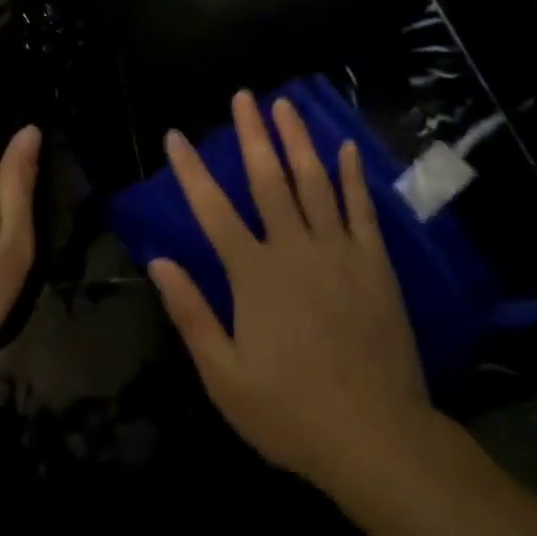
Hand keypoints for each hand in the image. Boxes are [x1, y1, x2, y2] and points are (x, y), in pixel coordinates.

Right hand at [150, 92, 432, 488]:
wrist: (377, 439)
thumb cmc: (291, 412)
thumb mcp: (225, 377)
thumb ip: (191, 314)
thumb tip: (159, 260)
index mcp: (253, 275)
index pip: (212, 210)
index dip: (190, 171)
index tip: (175, 136)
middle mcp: (293, 249)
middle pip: (267, 179)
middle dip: (252, 134)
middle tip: (244, 96)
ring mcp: (338, 251)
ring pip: (314, 182)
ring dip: (297, 140)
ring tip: (285, 105)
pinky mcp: (373, 263)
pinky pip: (361, 209)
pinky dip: (352, 176)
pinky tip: (346, 148)